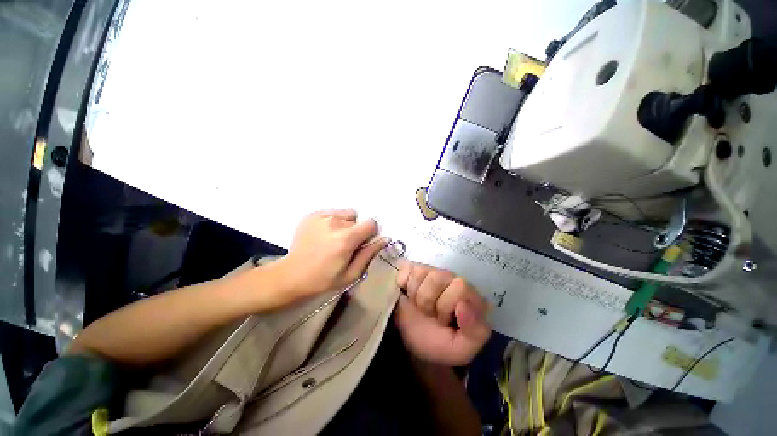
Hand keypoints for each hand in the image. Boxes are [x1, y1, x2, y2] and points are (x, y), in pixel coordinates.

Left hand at [276, 209, 386, 302]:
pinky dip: (333, 221)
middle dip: (356, 231)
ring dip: (345, 224)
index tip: (362, 243)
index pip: (371, 223)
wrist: (292, 276)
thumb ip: (369, 254)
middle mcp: (335, 223)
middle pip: (357, 220)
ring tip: (333, 239)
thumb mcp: (351, 274)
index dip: (370, 233)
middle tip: (345, 246)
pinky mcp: (312, 215)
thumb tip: (384, 239)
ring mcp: (322, 217)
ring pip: (346, 214)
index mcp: (346, 239)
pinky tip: (324, 234)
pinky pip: (333, 213)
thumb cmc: (323, 279)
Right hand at [394, 262, 490, 365]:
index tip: (443, 320)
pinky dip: (402, 284)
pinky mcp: (412, 269)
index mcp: (469, 296)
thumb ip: (475, 331)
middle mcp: (451, 279)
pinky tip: (407, 294)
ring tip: (418, 306)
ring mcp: (430, 271)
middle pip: (437, 277)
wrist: (408, 343)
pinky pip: (406, 270)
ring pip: (420, 274)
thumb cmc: (436, 344)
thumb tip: (464, 305)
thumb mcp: (461, 349)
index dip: (446, 305)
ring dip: (414, 295)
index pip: (460, 286)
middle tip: (428, 314)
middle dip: (427, 301)